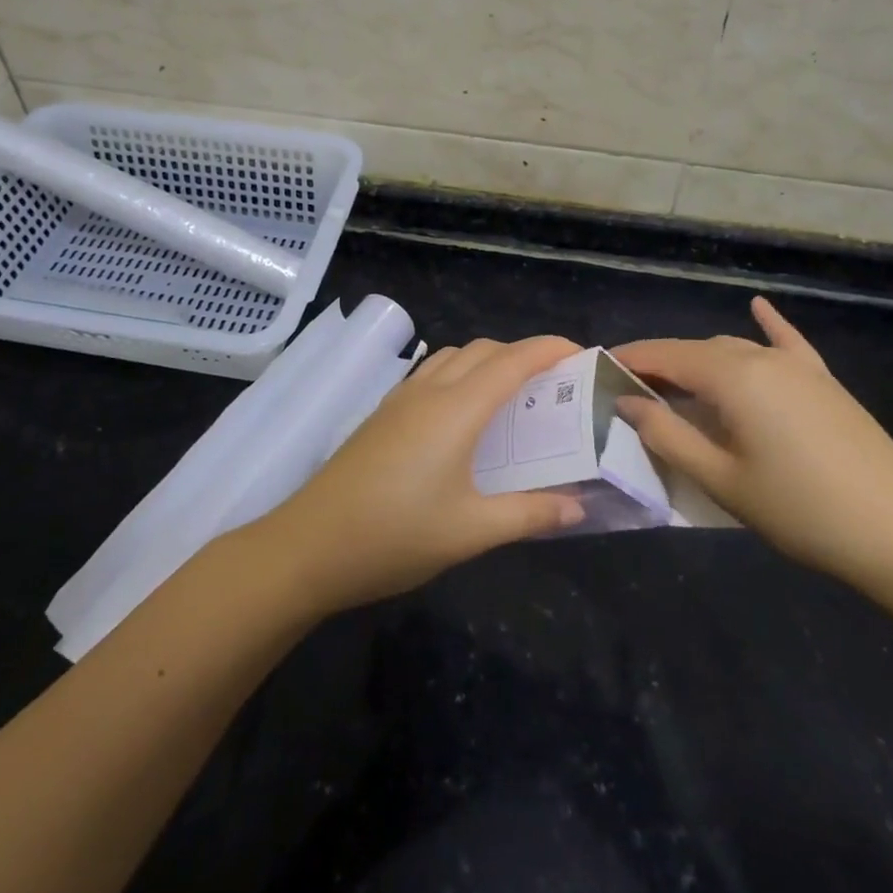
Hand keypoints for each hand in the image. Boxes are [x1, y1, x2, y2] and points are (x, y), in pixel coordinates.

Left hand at [261, 336, 587, 612]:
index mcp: (457, 409)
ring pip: (454, 357)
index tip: (583, 354)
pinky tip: (464, 416)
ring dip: (489, 361)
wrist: (310, 544)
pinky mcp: (383, 414)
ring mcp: (401, 399)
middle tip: (555, 385)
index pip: (514, 360)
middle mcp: (430, 391)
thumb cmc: (395, 535)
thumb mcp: (470, 531)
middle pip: (484, 350)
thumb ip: (529, 513)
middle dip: (524, 354)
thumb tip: (579, 506)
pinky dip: (460, 375)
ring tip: (513, 397)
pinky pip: (431, 374)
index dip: (551, 349)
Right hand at [614, 298, 892, 603]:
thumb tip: (628, 402)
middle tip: (630, 393)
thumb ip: (667, 436)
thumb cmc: (803, 511)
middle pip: (697, 350)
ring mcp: (799, 367)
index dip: (629, 361)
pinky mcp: (825, 383)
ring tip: (673, 385)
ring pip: (734, 349)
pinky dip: (766, 326)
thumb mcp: (722, 480)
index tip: (597, 372)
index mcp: (733, 376)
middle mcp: (763, 358)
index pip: (665, 355)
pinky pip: (787, 343)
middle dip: (660, 365)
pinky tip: (758, 307)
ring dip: (699, 361)